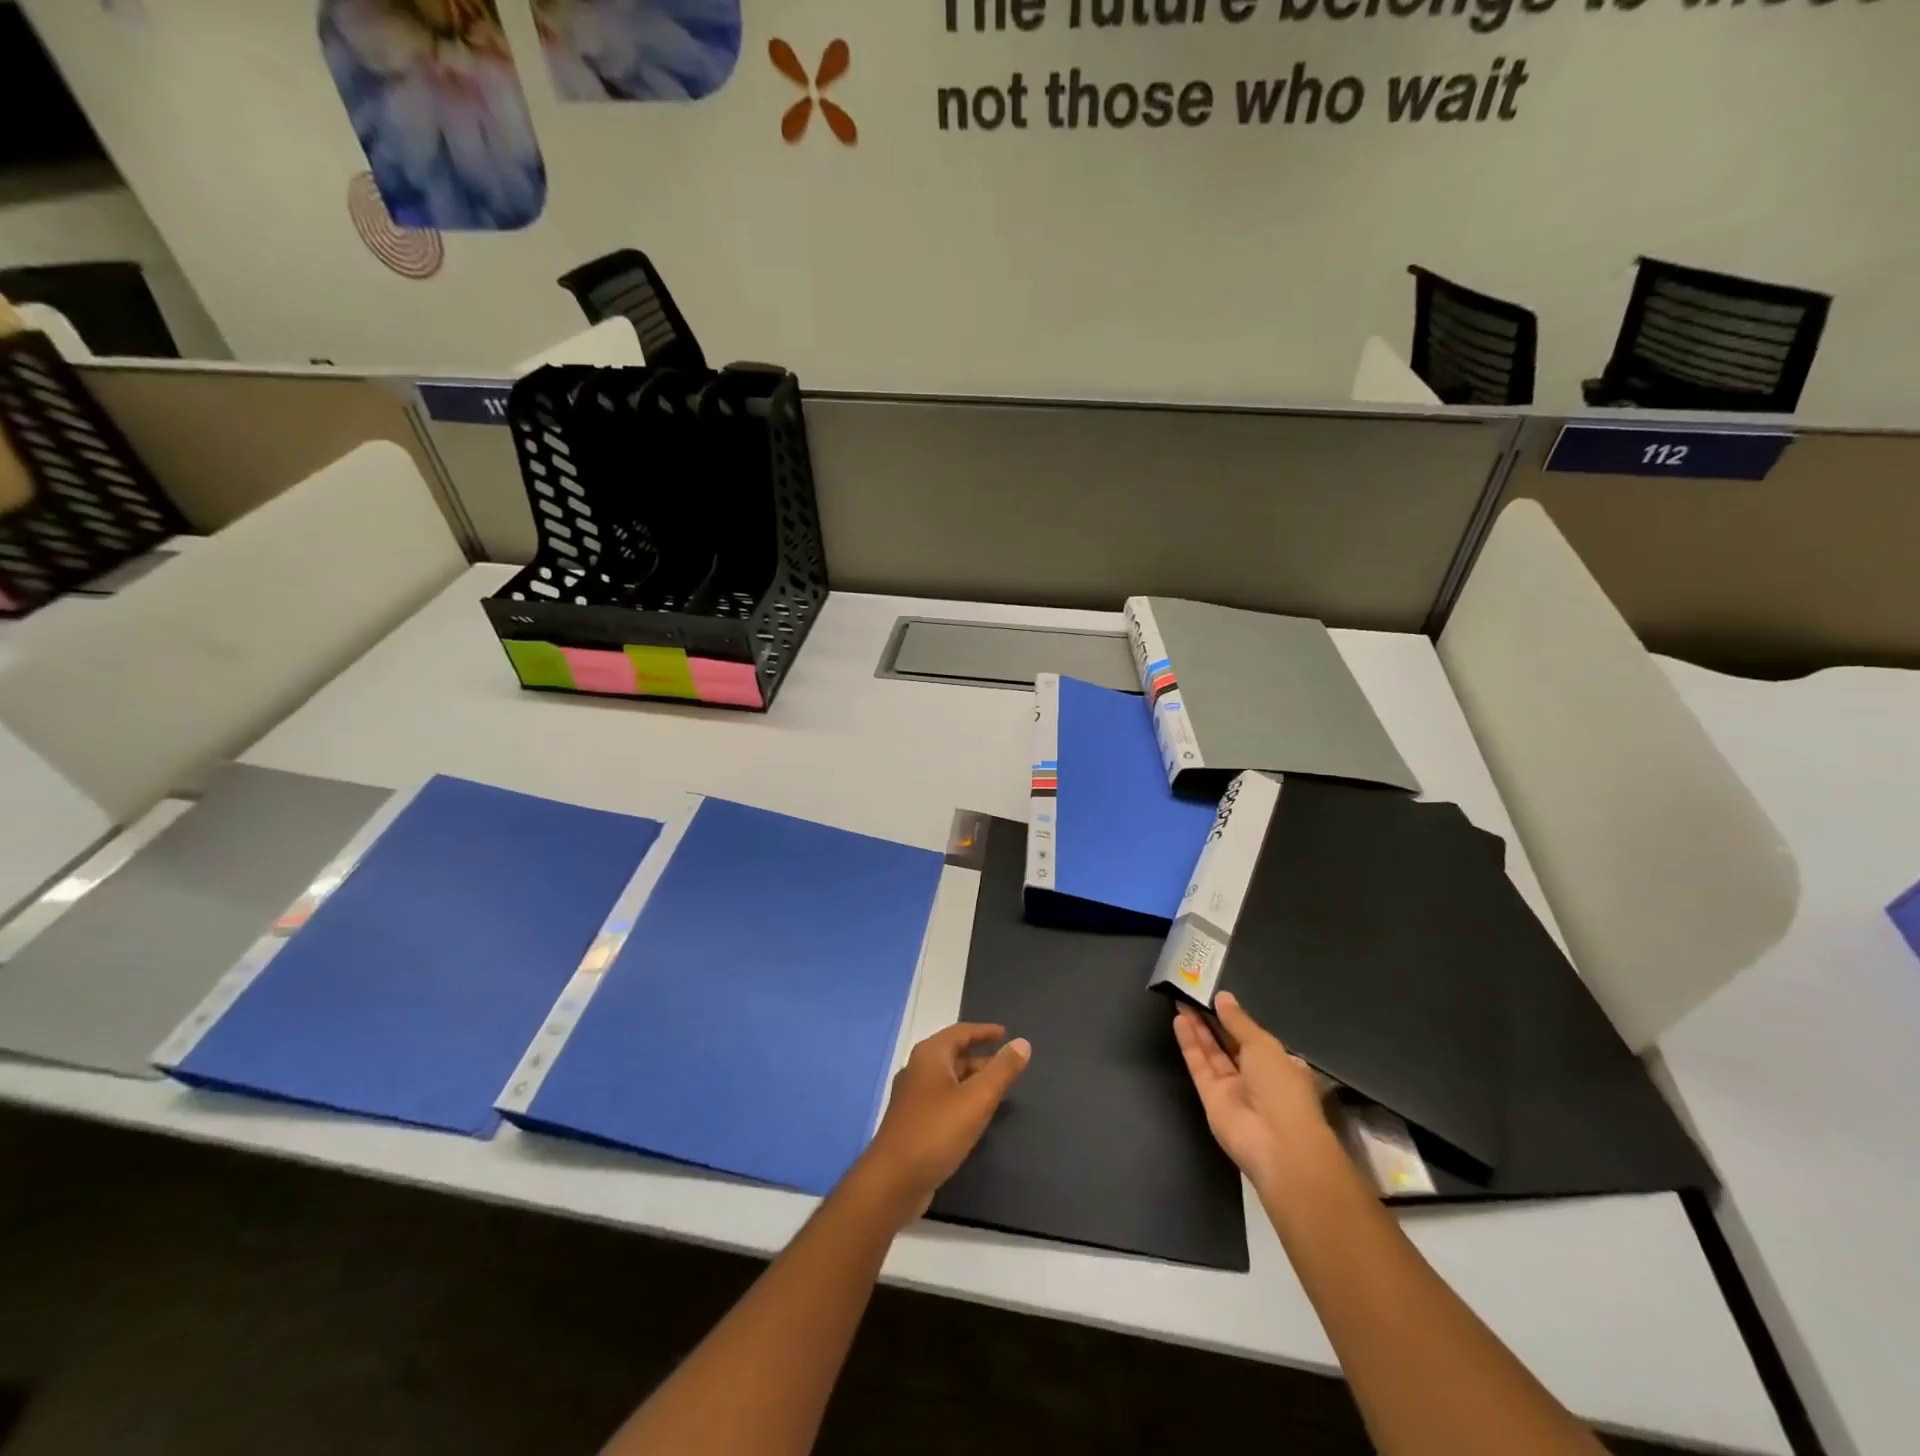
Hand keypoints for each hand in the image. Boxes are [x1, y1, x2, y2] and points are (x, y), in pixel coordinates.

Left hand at [854, 1023, 1029, 1223]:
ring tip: (997, 1091)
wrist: (892, 1181)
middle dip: (981, 1058)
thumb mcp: (977, 1099)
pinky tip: (974, 1117)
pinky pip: (942, 1100)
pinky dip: (961, 1100)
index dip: (984, 1031)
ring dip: (972, 1080)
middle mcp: (918, 1070)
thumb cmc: (936, 1132)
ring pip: (948, 1080)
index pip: (961, 1032)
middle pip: (953, 1055)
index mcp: (930, 1056)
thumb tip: (1022, 1043)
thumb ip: (1002, 1070)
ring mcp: (912, 1097)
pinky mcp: (912, 1122)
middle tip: (1007, 1066)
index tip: (1006, 1034)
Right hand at [1174, 992, 1332, 1187]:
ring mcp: (1232, 1088)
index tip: (1216, 996)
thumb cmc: (1281, 1088)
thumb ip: (1239, 1021)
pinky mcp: (1211, 1097)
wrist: (1276, 1143)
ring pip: (1212, 1052)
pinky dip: (1189, 1044)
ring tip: (1181, 999)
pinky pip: (1199, 1066)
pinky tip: (1179, 1020)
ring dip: (1197, 1027)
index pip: (1254, 1037)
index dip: (1235, 1017)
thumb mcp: (1264, 1045)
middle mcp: (1255, 1076)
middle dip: (1212, 1019)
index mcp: (1278, 1064)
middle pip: (1229, 1042)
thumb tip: (1223, 997)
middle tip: (1192, 992)